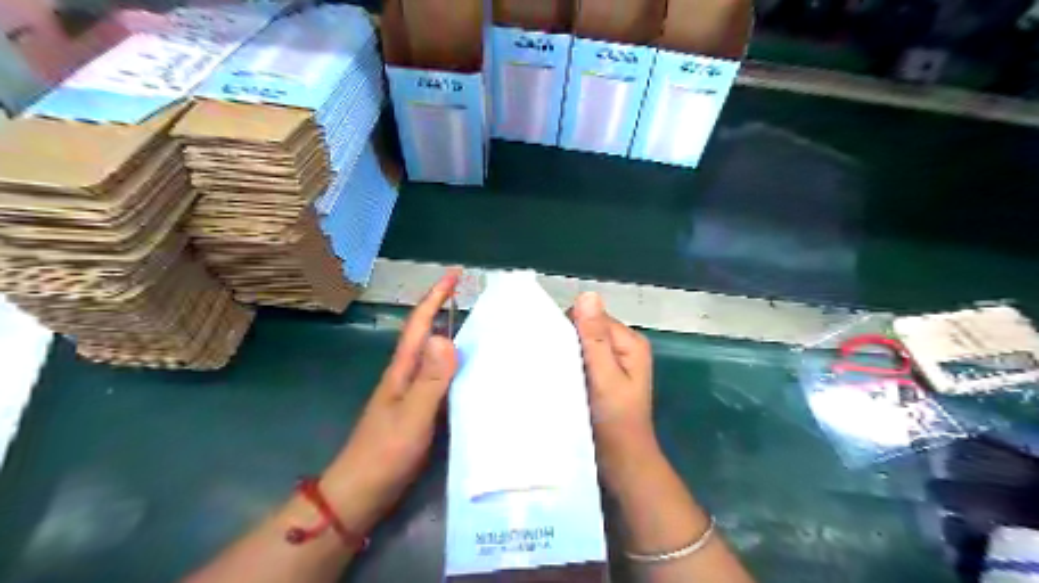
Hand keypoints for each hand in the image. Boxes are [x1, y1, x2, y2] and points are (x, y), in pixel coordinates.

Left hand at [321, 269, 457, 533]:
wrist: (360, 494)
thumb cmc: (385, 454)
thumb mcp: (412, 416)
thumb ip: (430, 380)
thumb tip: (447, 337)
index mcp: (403, 370)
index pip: (420, 324)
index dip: (435, 297)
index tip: (454, 274)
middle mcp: (406, 376)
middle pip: (426, 335)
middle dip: (444, 310)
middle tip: (473, 299)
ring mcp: (411, 395)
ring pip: (434, 357)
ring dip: (452, 337)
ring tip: (481, 331)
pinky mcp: (418, 412)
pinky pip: (440, 380)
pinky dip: (455, 368)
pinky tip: (472, 375)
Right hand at [566, 292, 655, 491]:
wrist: (622, 463)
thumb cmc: (616, 421)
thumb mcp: (605, 377)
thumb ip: (596, 338)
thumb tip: (587, 294)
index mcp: (630, 342)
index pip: (592, 316)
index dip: (571, 328)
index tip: (555, 350)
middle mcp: (623, 347)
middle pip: (586, 329)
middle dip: (568, 341)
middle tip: (555, 365)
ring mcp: (612, 363)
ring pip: (581, 345)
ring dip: (567, 354)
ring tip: (553, 372)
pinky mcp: (601, 377)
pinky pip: (581, 361)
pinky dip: (569, 366)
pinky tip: (559, 378)